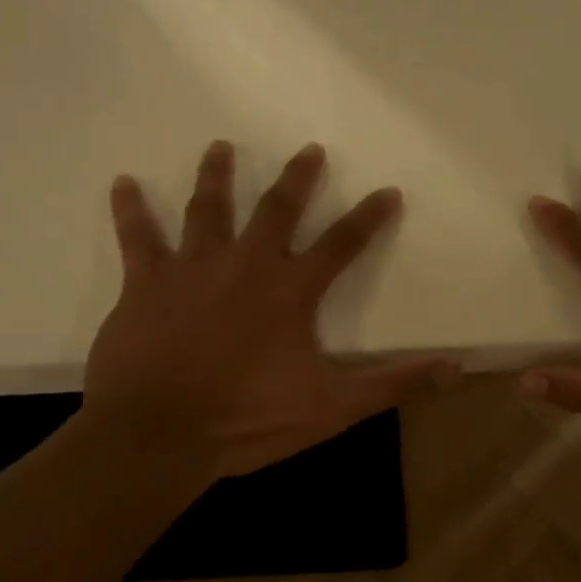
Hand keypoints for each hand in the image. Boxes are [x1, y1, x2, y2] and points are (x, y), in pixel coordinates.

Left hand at [79, 140, 459, 486]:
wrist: (159, 436)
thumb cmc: (248, 420)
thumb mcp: (333, 408)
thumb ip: (394, 384)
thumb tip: (457, 367)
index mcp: (291, 290)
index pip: (342, 244)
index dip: (369, 217)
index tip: (387, 191)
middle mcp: (246, 264)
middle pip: (277, 208)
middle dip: (297, 178)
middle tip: (310, 150)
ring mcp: (193, 268)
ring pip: (208, 208)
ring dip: (216, 175)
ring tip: (220, 146)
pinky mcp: (145, 282)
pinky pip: (137, 237)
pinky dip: (130, 209)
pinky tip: (123, 183)